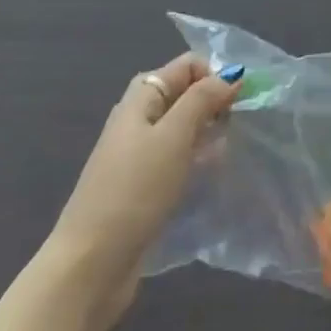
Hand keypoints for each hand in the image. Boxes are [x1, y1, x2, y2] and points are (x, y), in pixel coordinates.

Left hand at [47, 53, 242, 321]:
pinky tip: (214, 173)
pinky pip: (178, 157)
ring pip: (182, 127)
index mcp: (140, 101)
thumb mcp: (172, 138)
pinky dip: (198, 158)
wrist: (92, 264)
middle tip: (238, 124)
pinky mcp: (144, 186)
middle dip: (214, 101)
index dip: (213, 74)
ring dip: (209, 131)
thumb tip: (232, 74)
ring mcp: (138, 155)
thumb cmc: (134, 191)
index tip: (239, 101)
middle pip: (183, 94)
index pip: (184, 66)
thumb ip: (202, 100)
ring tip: (232, 148)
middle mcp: (137, 121)